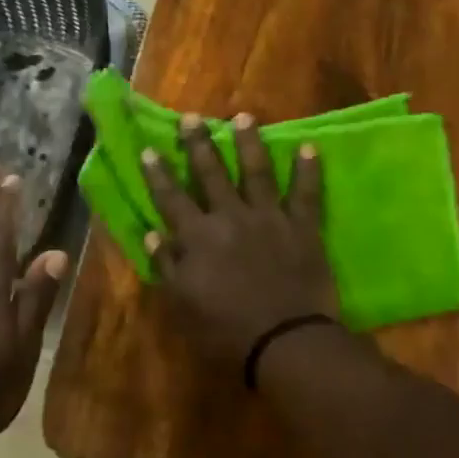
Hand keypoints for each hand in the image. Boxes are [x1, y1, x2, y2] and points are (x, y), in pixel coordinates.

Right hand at [139, 113, 339, 365]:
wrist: (285, 341)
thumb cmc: (226, 331)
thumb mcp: (183, 305)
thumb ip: (167, 266)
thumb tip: (153, 232)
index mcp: (198, 237)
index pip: (172, 199)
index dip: (159, 174)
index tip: (149, 149)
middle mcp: (230, 217)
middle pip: (211, 174)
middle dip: (199, 144)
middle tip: (192, 117)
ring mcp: (269, 218)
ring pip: (257, 172)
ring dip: (249, 143)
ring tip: (244, 116)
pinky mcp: (302, 227)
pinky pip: (307, 193)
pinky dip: (309, 170)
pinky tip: (309, 146)